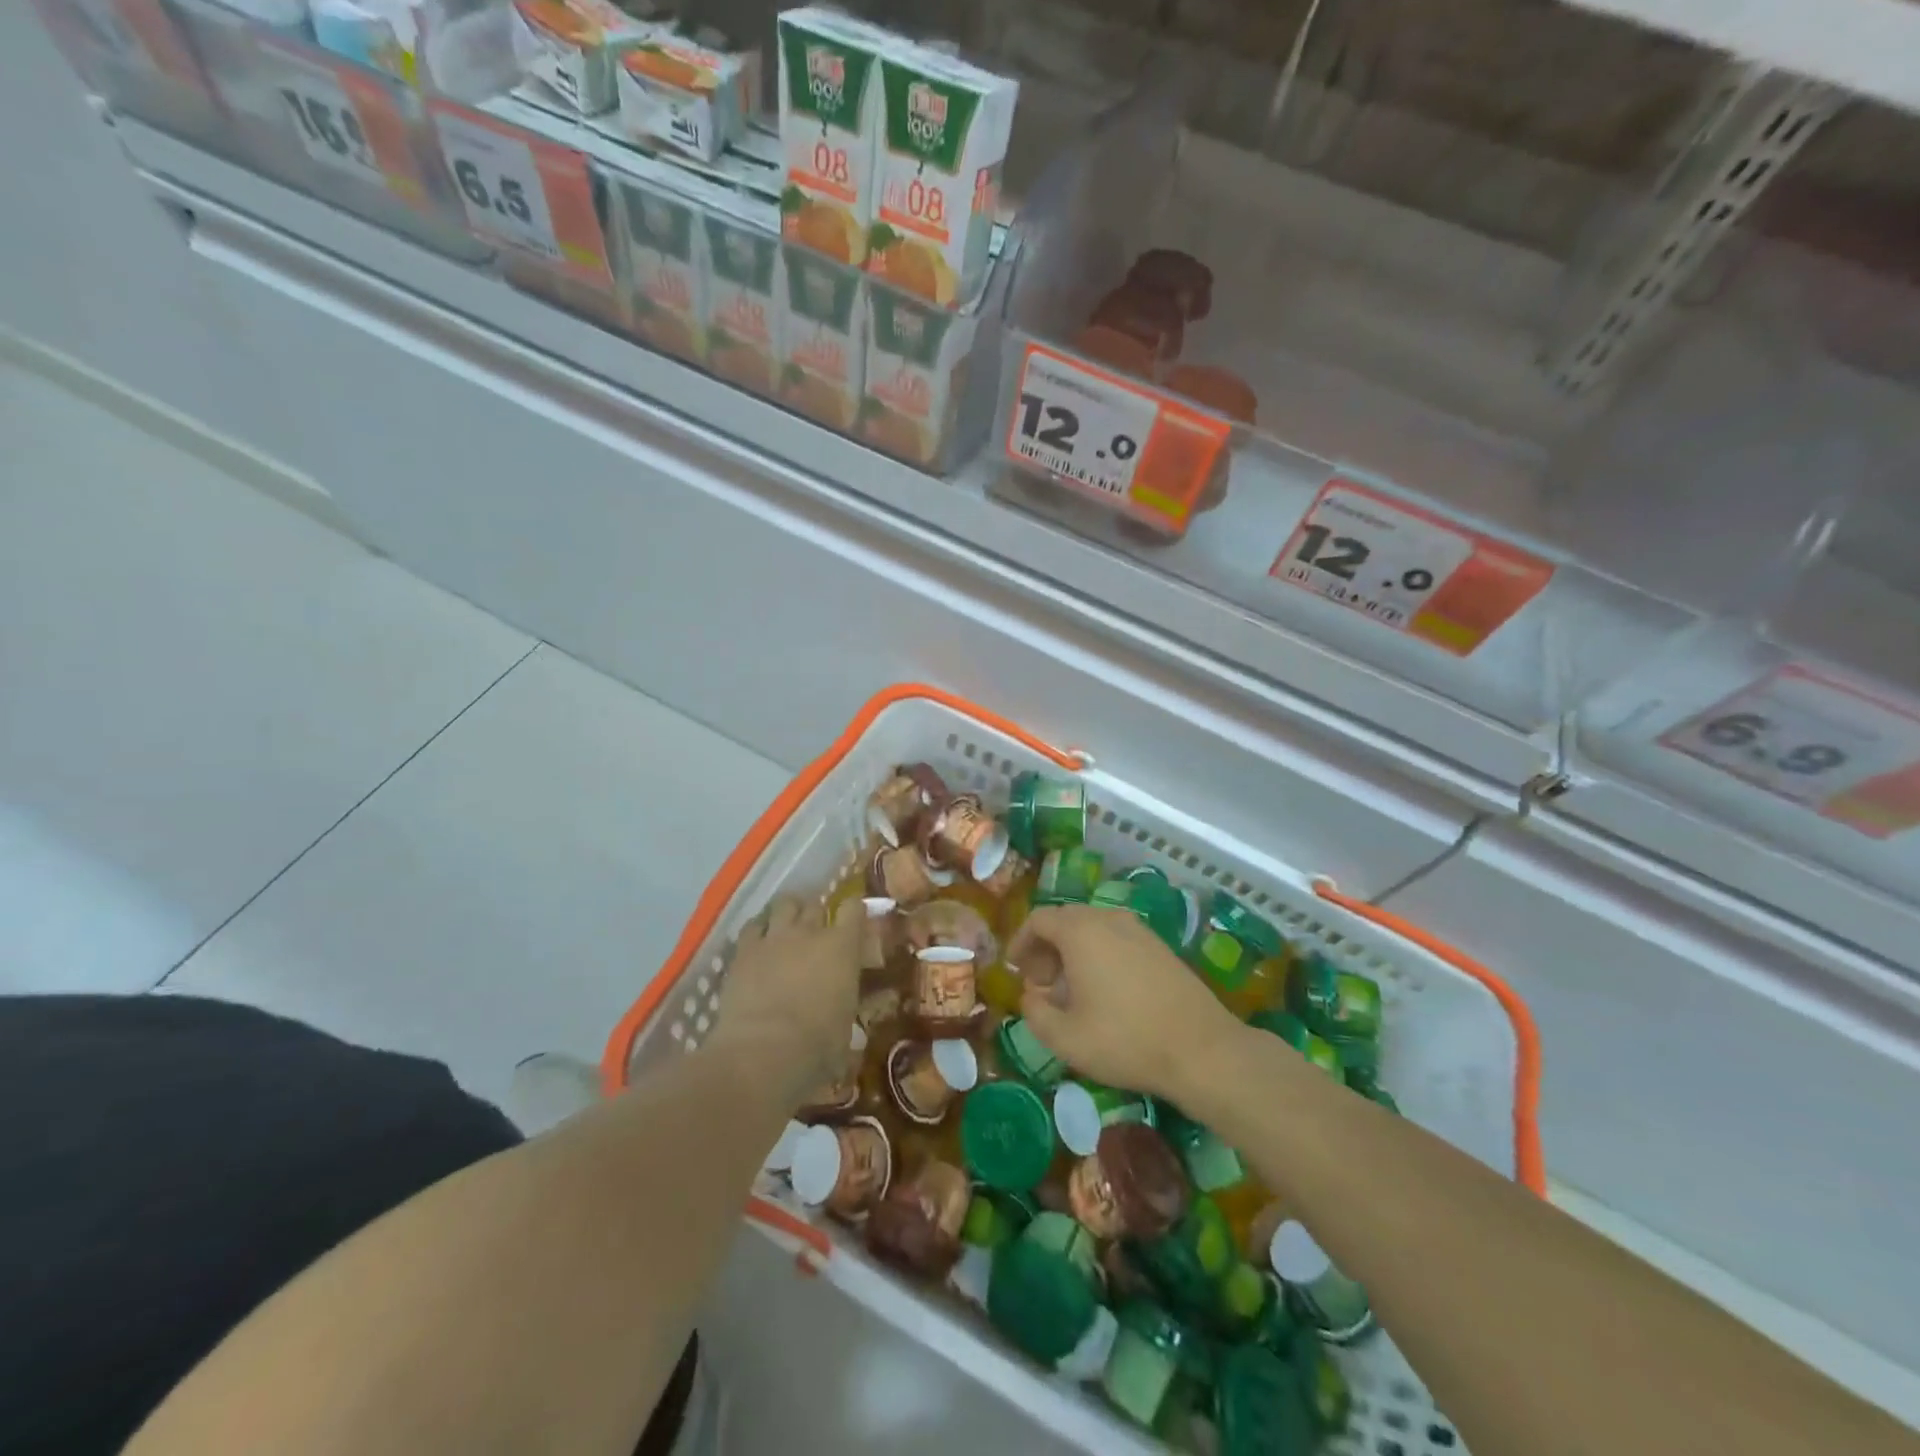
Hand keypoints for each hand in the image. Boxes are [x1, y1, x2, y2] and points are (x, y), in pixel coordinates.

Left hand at [708, 895, 861, 1101]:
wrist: (762, 1052)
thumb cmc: (816, 1046)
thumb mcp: (845, 1028)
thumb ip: (846, 1007)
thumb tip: (847, 1016)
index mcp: (842, 947)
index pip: (854, 908)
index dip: (854, 912)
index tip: (854, 922)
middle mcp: (810, 932)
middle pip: (816, 905)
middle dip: (817, 915)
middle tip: (816, 934)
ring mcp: (774, 937)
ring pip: (784, 904)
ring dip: (789, 913)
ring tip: (787, 928)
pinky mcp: (744, 950)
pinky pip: (753, 925)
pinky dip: (759, 930)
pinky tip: (759, 943)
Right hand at [1006, 905, 1240, 1102]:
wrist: (1202, 1049)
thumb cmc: (1126, 1040)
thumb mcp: (1066, 1038)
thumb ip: (1036, 1013)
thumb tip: (1031, 996)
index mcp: (1081, 931)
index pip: (1039, 919)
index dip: (1021, 942)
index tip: (1015, 970)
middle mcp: (1108, 919)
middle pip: (1066, 920)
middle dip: (1046, 948)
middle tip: (1041, 983)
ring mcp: (1139, 930)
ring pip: (1093, 928)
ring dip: (1073, 951)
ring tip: (1071, 990)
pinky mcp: (1160, 946)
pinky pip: (1116, 938)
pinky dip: (1099, 954)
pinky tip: (1105, 991)